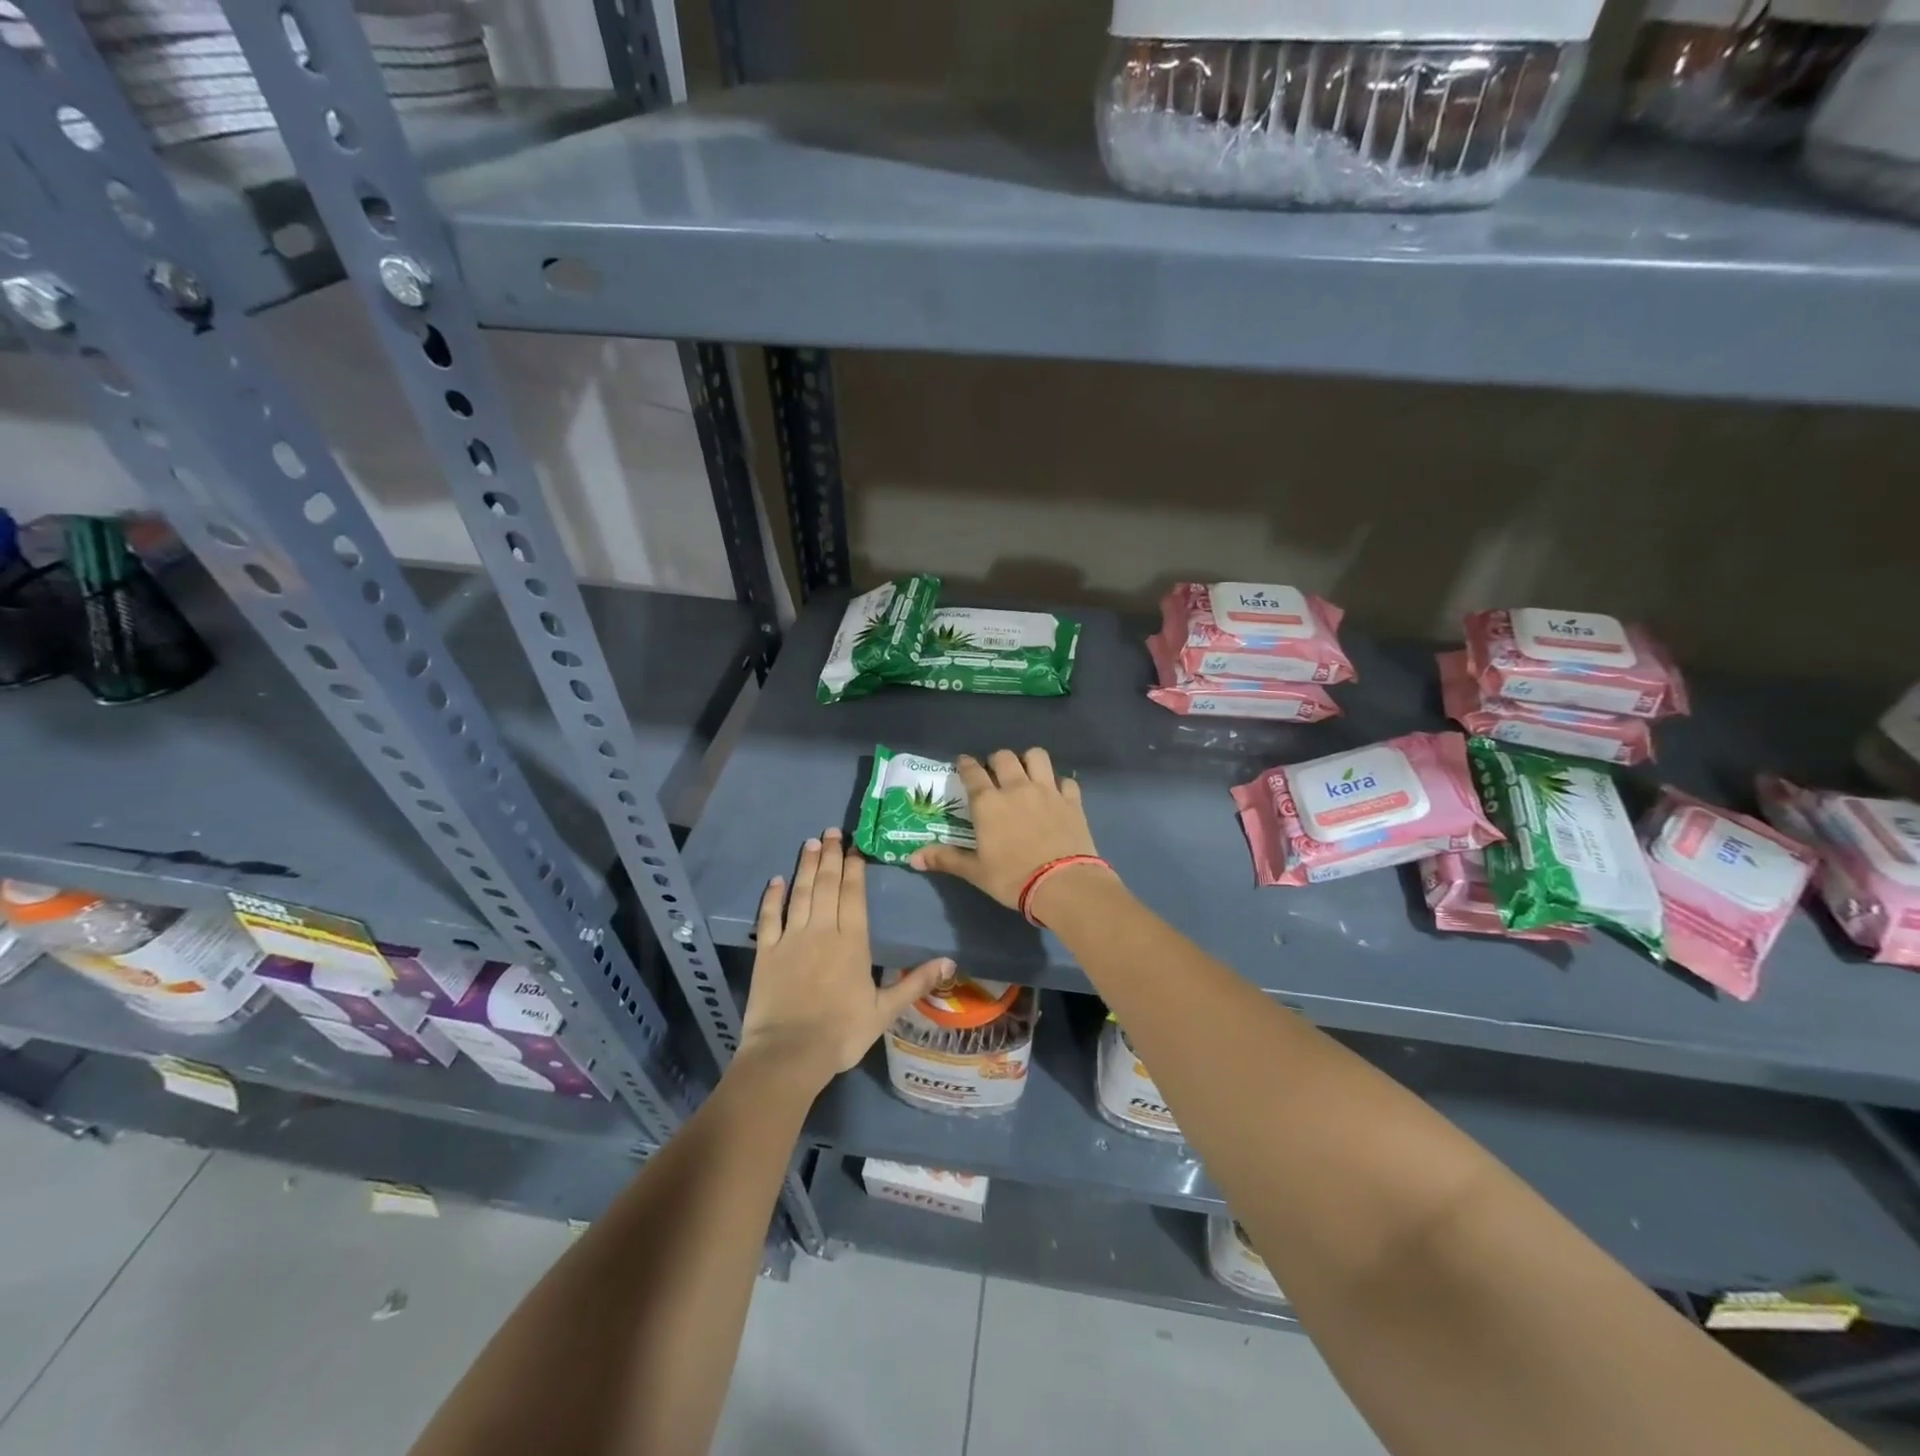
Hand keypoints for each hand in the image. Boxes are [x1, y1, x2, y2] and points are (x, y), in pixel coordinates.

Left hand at [738, 828, 951, 1092]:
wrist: (789, 1053)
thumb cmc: (841, 1032)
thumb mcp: (884, 1011)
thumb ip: (915, 982)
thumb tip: (950, 962)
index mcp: (852, 942)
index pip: (854, 895)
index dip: (854, 868)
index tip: (855, 846)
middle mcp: (822, 930)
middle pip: (827, 885)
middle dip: (830, 856)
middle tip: (831, 831)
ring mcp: (792, 938)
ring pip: (800, 893)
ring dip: (805, 866)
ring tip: (810, 843)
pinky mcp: (766, 951)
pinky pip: (769, 917)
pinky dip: (772, 897)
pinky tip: (776, 881)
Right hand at [909, 749, 1108, 911]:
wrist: (1063, 884)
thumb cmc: (1012, 878)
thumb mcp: (976, 872)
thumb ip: (946, 859)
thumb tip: (912, 858)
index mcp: (988, 803)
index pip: (972, 773)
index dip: (966, 764)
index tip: (963, 763)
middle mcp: (1016, 788)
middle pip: (1004, 757)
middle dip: (996, 760)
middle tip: (995, 773)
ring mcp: (1047, 791)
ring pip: (1037, 756)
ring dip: (1029, 760)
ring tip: (1026, 774)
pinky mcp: (1072, 800)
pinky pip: (1066, 780)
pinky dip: (1059, 783)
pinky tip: (1056, 794)